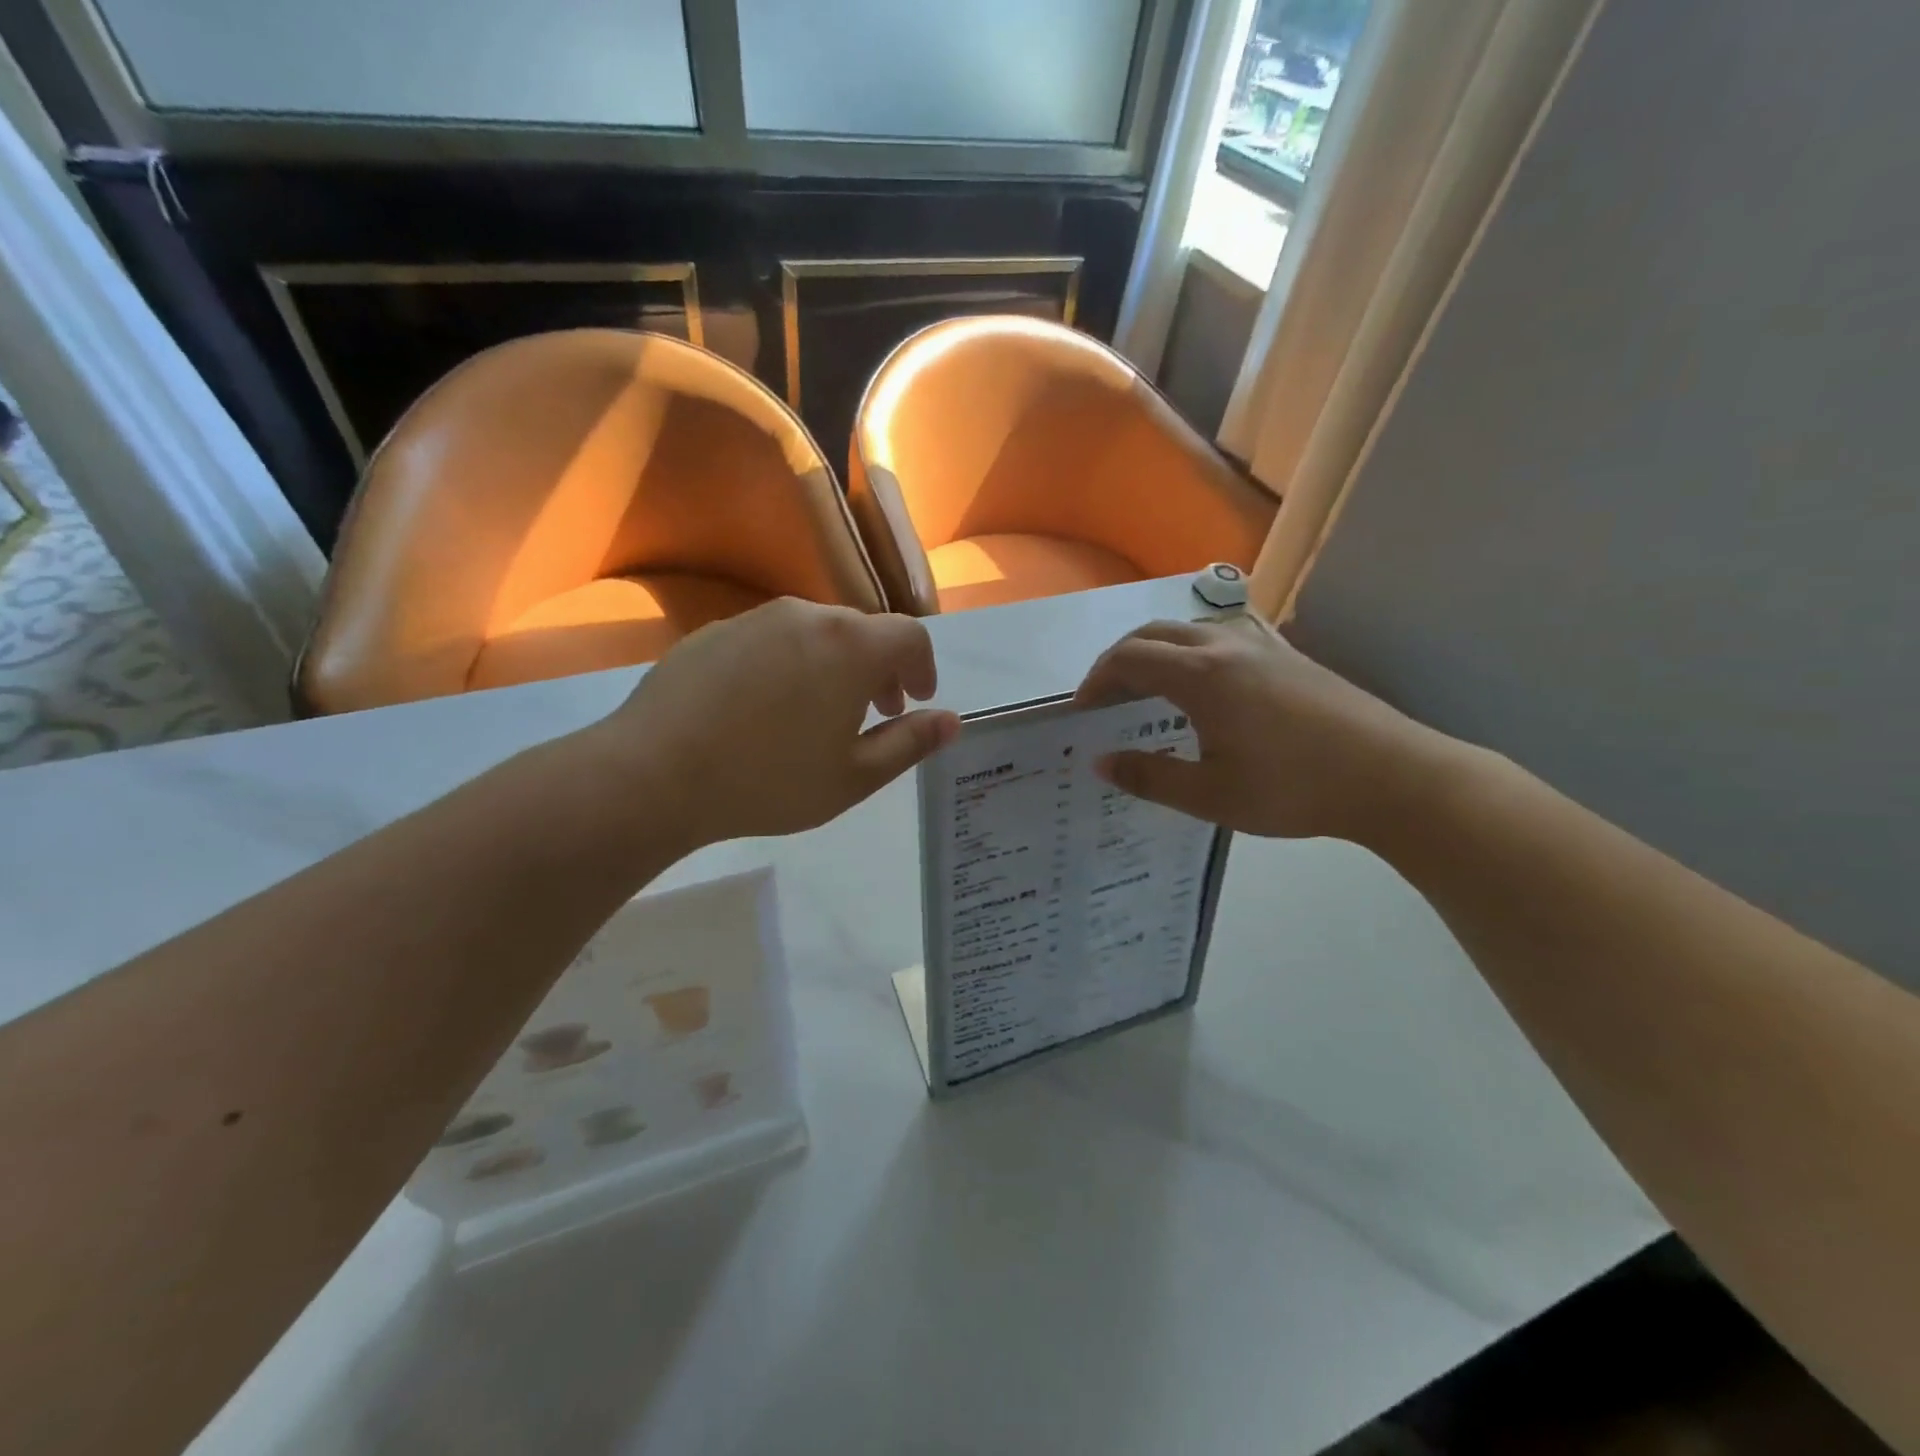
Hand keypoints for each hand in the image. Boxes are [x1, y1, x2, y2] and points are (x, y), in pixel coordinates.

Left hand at [588, 599, 959, 848]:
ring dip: (835, 664)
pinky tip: (766, 708)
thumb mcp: (853, 776)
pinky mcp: (715, 632)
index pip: (910, 637)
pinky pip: (772, 639)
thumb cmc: (768, 781)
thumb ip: (910, 744)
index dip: (924, 667)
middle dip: (881, 668)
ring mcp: (756, 619)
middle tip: (877, 711)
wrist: (654, 774)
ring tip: (821, 711)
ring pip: (816, 632)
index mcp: (851, 647)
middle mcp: (807, 617)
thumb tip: (951, 721)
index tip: (916, 699)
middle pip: (863, 631)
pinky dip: (790, 663)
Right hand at [1075, 619, 1457, 843]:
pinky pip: (1221, 635)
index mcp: (1201, 675)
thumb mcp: (1211, 795)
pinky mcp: (1286, 654)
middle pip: (1153, 634)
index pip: (1127, 659)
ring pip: (1188, 629)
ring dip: (1155, 652)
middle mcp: (1225, 646)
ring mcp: (1260, 644)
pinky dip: (1191, 651)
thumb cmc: (1293, 789)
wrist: (1391, 776)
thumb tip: (1100, 762)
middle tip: (1105, 700)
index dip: (1096, 682)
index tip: (1082, 713)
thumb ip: (1149, 777)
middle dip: (1119, 661)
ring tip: (1147, 692)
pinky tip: (1203, 683)